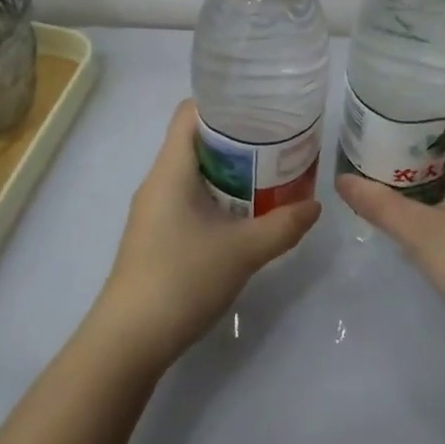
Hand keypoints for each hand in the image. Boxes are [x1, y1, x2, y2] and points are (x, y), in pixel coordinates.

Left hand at [94, 100, 320, 367]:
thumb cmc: (182, 279)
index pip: (190, 112)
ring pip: (194, 172)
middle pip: (195, 140)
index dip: (224, 102)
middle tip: (277, 141)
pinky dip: (217, 195)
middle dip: (237, 137)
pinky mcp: (156, 235)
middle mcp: (158, 181)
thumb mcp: (243, 251)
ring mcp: (154, 210)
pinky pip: (189, 198)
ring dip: (229, 170)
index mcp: (171, 169)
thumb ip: (283, 225)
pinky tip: (244, 214)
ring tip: (269, 173)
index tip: (261, 107)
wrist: (129, 341)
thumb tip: (315, 205)